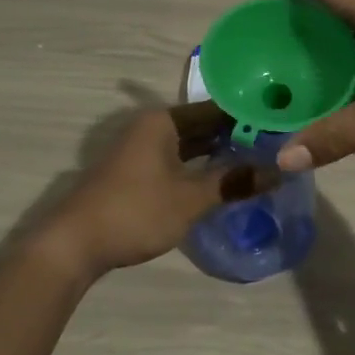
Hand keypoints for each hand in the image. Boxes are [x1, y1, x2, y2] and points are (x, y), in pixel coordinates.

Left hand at [45, 102, 276, 274]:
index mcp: (162, 121)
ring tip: (258, 165)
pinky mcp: (135, 174)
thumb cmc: (135, 211)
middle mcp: (151, 128)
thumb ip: (233, 182)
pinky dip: (199, 169)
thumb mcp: (190, 198)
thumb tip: (278, 171)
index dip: (248, 118)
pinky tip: (222, 183)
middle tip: (277, 148)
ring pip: (189, 147)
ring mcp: (140, 151)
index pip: (216, 110)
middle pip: (202, 127)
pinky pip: (177, 162)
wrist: (73, 243)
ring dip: (218, 156)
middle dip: (236, 138)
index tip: (280, 126)